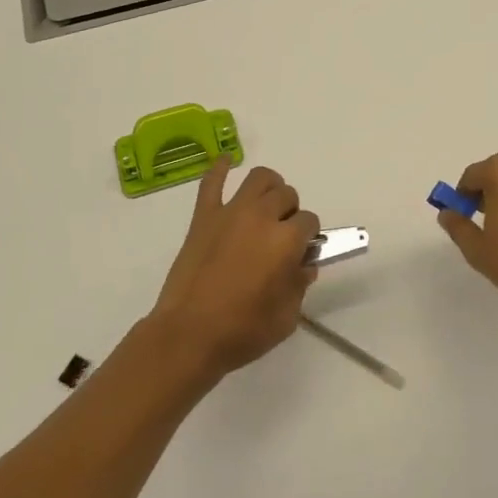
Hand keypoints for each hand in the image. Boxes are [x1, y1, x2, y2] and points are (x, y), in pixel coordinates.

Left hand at [150, 159, 318, 377]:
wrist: (188, 335)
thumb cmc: (242, 331)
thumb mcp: (286, 317)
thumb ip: (300, 285)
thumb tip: (303, 266)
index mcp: (286, 240)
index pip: (309, 222)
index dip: (308, 237)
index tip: (300, 253)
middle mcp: (262, 216)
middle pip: (287, 195)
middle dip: (290, 212)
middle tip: (282, 235)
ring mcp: (230, 212)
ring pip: (259, 178)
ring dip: (268, 188)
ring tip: (265, 206)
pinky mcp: (203, 217)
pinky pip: (212, 182)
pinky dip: (220, 168)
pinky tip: (226, 162)